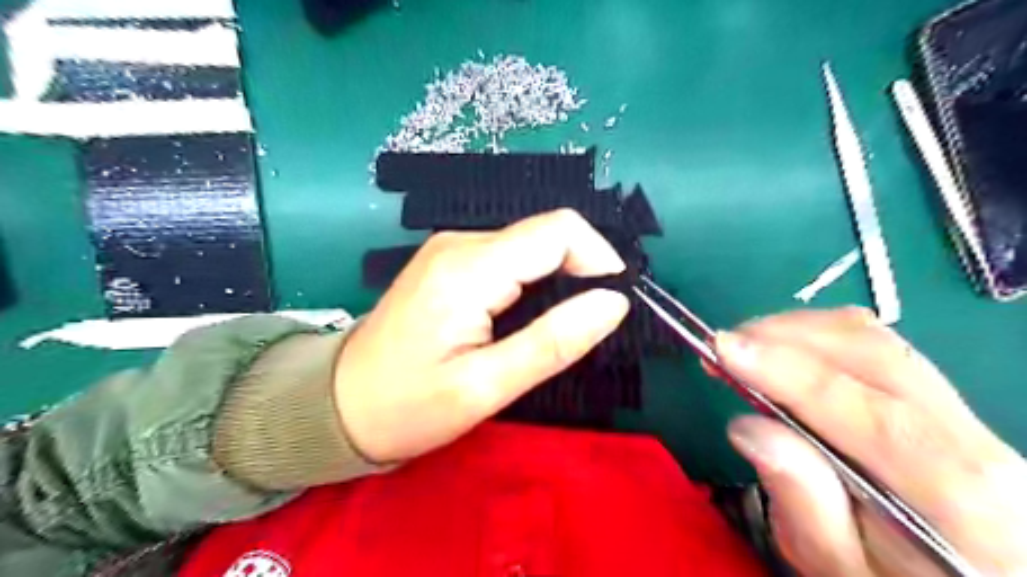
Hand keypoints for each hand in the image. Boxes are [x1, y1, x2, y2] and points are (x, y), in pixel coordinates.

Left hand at [338, 213, 631, 463]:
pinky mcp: (449, 261)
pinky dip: (533, 279)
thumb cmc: (408, 406)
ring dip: (558, 277)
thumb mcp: (485, 388)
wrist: (338, 403)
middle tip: (585, 325)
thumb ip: (553, 342)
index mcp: (468, 269)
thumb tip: (614, 302)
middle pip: (545, 232)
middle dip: (581, 270)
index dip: (599, 259)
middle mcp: (460, 243)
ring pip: (530, 243)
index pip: (558, 230)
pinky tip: (524, 317)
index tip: (612, 302)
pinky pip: (509, 255)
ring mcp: (451, 248)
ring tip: (555, 327)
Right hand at [716, 309, 1025, 575]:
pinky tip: (782, 352)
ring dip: (795, 331)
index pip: (864, 410)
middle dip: (783, 336)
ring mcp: (960, 410)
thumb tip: (747, 427)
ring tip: (744, 348)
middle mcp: (968, 437)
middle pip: (871, 354)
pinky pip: (874, 345)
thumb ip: (802, 501)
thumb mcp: (838, 567)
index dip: (786, 370)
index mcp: (954, 494)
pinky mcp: (938, 397)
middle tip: (721, 347)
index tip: (722, 349)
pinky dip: (816, 336)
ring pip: (872, 338)